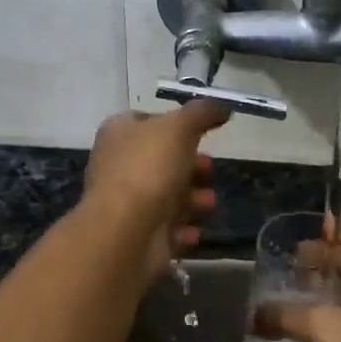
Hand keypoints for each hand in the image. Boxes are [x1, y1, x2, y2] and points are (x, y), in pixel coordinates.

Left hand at [84, 101, 227, 280]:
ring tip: (207, 205)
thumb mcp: (179, 127)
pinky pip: (166, 229)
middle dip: (193, 168)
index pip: (149, 121)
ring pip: (168, 197)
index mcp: (119, 133)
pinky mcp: (136, 234)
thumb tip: (222, 107)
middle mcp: (118, 165)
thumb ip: (202, 112)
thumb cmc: (149, 169)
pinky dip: (183, 231)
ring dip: (194, 201)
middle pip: (163, 162)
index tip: (203, 134)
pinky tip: (193, 232)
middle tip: (210, 171)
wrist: (125, 231)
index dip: (177, 125)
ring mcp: (126, 203)